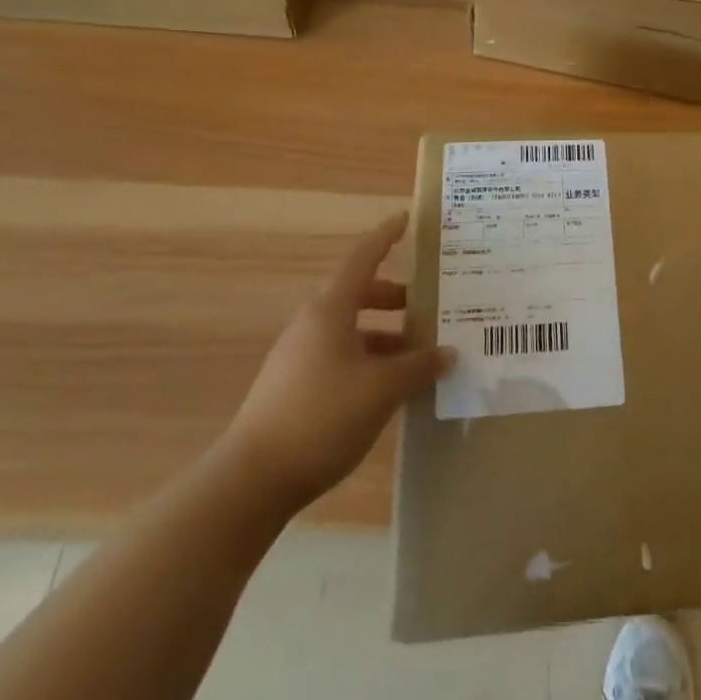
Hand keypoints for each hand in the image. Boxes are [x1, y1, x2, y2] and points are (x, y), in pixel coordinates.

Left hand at [226, 214, 452, 502]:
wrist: (252, 480)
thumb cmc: (322, 417)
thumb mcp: (382, 390)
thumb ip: (419, 367)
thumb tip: (448, 352)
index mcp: (331, 309)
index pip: (363, 258)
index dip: (385, 236)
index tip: (406, 219)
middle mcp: (313, 323)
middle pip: (359, 294)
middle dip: (394, 297)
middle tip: (428, 304)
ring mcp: (299, 355)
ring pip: (351, 329)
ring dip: (385, 335)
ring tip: (417, 355)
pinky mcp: (294, 386)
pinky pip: (340, 355)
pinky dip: (368, 359)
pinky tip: (388, 387)